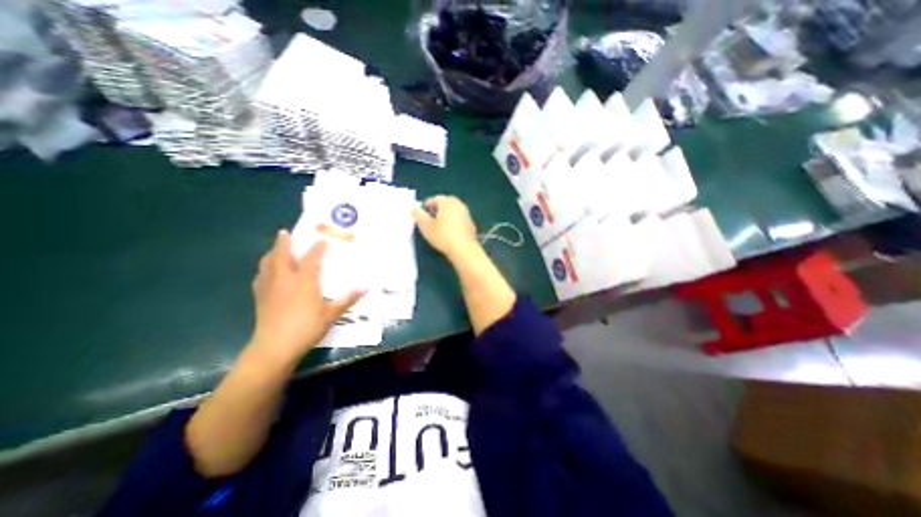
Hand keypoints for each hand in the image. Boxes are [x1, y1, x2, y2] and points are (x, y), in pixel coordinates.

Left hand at [248, 230, 363, 367]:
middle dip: (284, 243)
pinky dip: (264, 269)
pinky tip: (266, 273)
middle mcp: (285, 279)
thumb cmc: (306, 328)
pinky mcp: (260, 298)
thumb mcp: (331, 314)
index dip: (317, 248)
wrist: (275, 347)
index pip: (311, 259)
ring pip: (267, 264)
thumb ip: (347, 299)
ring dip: (271, 253)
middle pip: (282, 256)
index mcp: (304, 281)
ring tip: (275, 248)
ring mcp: (270, 288)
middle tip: (284, 232)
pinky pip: (261, 277)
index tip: (322, 240)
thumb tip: (365, 287)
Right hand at [412, 193, 478, 260]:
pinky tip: (450, 232)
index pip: (435, 198)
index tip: (422, 215)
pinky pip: (459, 218)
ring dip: (446, 215)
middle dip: (437, 209)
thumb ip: (418, 215)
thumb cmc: (443, 236)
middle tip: (430, 219)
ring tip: (439, 226)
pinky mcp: (471, 223)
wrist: (464, 249)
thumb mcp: (426, 226)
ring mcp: (466, 213)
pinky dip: (454, 221)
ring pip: (453, 210)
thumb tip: (413, 208)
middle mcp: (459, 204)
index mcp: (447, 202)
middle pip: (446, 202)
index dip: (426, 206)